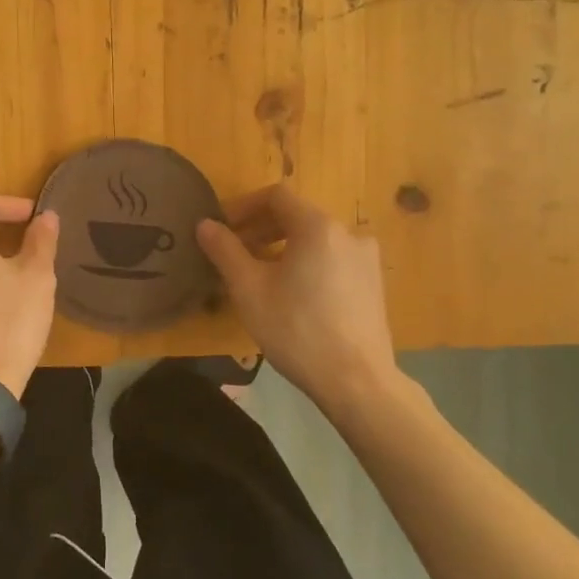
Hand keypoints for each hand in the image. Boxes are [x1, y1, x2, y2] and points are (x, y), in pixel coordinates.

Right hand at [196, 186, 406, 416]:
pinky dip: (305, 264)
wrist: (356, 382)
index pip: (275, 196)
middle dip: (259, 229)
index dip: (243, 207)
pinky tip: (290, 294)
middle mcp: (348, 233)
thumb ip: (225, 250)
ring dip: (281, 248)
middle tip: (233, 254)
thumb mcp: (249, 289)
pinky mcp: (373, 284)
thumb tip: (205, 224)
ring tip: (257, 276)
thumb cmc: (297, 329)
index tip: (221, 229)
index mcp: (318, 226)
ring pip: (313, 240)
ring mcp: (366, 259)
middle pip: (295, 216)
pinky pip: (331, 260)